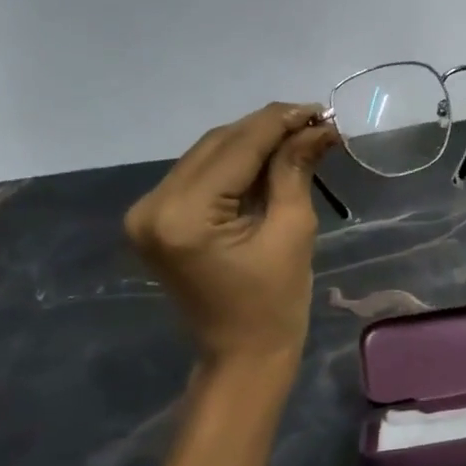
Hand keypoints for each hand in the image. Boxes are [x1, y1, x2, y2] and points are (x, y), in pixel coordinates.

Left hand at [125, 103, 338, 370]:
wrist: (242, 356)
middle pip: (216, 145)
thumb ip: (294, 171)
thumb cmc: (275, 305)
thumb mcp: (291, 232)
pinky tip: (267, 159)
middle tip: (313, 122)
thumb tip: (316, 128)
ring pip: (206, 156)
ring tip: (297, 137)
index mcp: (183, 215)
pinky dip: (234, 165)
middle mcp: (152, 206)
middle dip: (266, 129)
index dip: (280, 123)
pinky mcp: (154, 220)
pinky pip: (199, 177)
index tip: (318, 109)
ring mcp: (146, 213)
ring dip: (251, 144)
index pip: (236, 148)